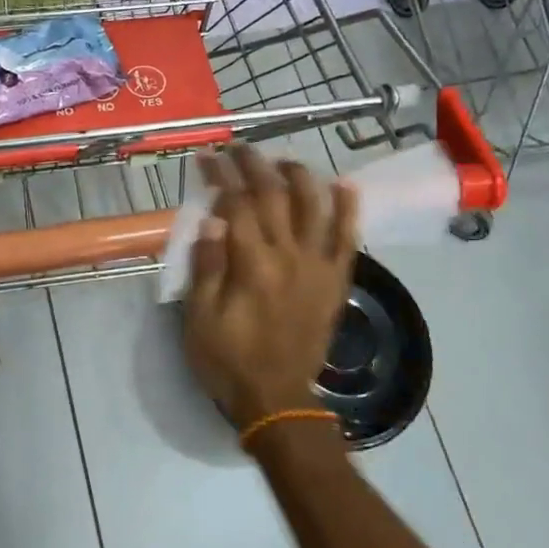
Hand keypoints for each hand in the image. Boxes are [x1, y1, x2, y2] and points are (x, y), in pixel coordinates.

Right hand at [182, 145, 359, 431]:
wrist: (277, 399)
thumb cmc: (229, 359)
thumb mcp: (199, 318)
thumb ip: (207, 266)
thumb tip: (212, 218)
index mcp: (252, 264)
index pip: (235, 204)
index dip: (221, 176)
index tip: (208, 157)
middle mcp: (289, 256)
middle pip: (273, 195)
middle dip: (254, 165)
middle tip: (239, 148)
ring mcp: (317, 266)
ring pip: (314, 207)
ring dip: (299, 176)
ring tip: (283, 160)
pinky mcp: (336, 280)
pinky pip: (348, 239)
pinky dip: (348, 210)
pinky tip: (345, 185)